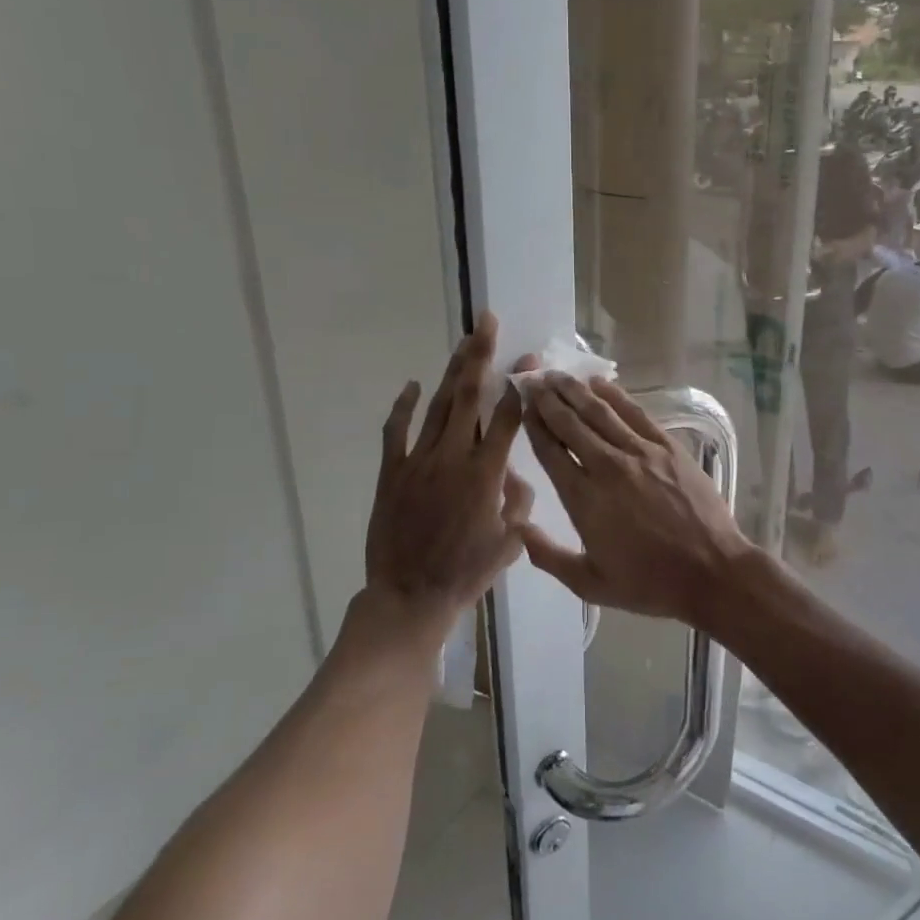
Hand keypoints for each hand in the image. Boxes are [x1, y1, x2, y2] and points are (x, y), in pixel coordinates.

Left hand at [363, 314, 531, 637]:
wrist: (410, 597)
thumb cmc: (466, 573)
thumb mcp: (509, 542)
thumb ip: (518, 502)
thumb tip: (515, 474)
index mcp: (486, 474)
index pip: (507, 417)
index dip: (519, 385)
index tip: (528, 360)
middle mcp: (453, 457)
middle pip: (469, 396)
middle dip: (480, 356)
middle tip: (487, 322)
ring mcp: (418, 462)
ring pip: (439, 406)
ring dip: (452, 371)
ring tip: (463, 342)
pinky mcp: (391, 472)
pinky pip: (396, 431)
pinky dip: (404, 406)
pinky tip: (413, 385)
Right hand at [517, 372, 753, 622]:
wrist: (712, 572)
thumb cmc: (650, 583)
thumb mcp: (591, 584)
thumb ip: (549, 557)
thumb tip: (518, 527)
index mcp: (584, 500)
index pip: (551, 452)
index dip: (534, 425)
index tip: (522, 405)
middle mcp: (607, 467)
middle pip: (570, 424)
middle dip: (548, 400)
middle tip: (533, 379)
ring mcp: (640, 453)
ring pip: (599, 412)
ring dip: (575, 391)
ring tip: (557, 375)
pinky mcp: (668, 447)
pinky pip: (635, 413)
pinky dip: (615, 395)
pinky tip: (599, 383)